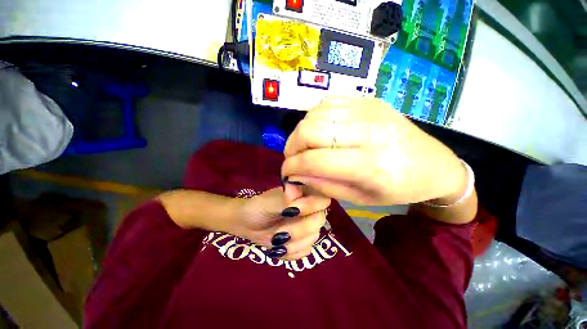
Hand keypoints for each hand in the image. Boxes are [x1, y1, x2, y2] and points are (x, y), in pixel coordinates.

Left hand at [230, 186, 329, 260]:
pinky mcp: (303, 240)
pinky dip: (291, 252)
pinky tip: (278, 248)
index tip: (290, 211)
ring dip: (293, 243)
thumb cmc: (258, 207)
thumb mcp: (270, 202)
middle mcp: (309, 208)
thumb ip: (285, 201)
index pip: (322, 198)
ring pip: (314, 238)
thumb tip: (298, 203)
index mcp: (304, 193)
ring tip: (275, 241)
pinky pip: (306, 251)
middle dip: (299, 230)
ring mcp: (307, 225)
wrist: (247, 223)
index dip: (311, 206)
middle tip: (278, 234)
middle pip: (319, 220)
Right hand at [281, 97, 467, 205]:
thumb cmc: (398, 189)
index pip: (314, 160)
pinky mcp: (369, 100)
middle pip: (310, 130)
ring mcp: (369, 109)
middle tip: (292, 159)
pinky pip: (328, 102)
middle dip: (292, 147)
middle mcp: (369, 132)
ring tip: (303, 147)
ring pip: (315, 114)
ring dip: (300, 133)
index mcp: (371, 165)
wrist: (434, 165)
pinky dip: (314, 118)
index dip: (292, 167)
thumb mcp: (359, 199)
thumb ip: (323, 185)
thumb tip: (296, 176)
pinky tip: (318, 131)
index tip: (286, 174)